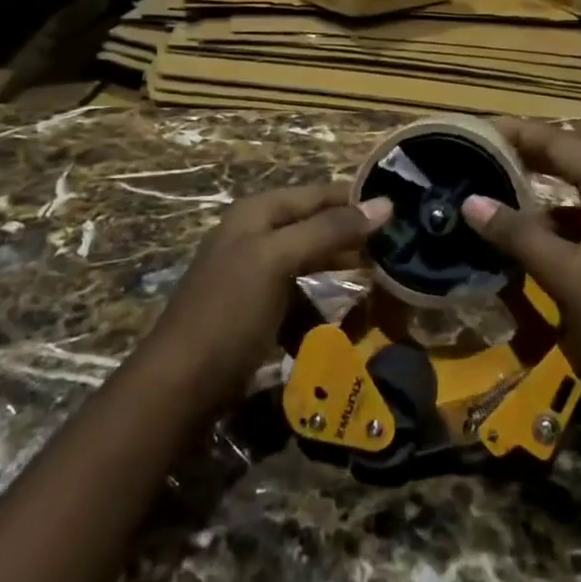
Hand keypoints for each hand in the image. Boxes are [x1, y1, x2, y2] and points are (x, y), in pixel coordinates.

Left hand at [146, 182, 392, 408]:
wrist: (177, 388)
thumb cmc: (229, 313)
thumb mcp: (278, 261)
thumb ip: (329, 229)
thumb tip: (385, 202)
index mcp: (258, 213)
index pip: (319, 194)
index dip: (357, 200)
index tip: (403, 212)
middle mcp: (256, 235)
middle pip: (317, 226)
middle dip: (354, 239)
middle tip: (399, 253)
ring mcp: (255, 274)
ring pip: (312, 263)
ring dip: (341, 275)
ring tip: (380, 287)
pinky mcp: (257, 311)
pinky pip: (300, 299)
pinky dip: (320, 309)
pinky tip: (340, 327)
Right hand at [461, 119, 580, 406]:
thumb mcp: (569, 278)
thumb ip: (520, 237)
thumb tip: (471, 202)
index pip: (558, 143)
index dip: (516, 133)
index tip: (475, 128)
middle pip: (567, 162)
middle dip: (523, 157)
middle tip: (477, 155)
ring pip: (572, 197)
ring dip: (535, 194)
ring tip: (492, 194)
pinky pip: (580, 226)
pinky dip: (550, 227)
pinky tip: (523, 243)